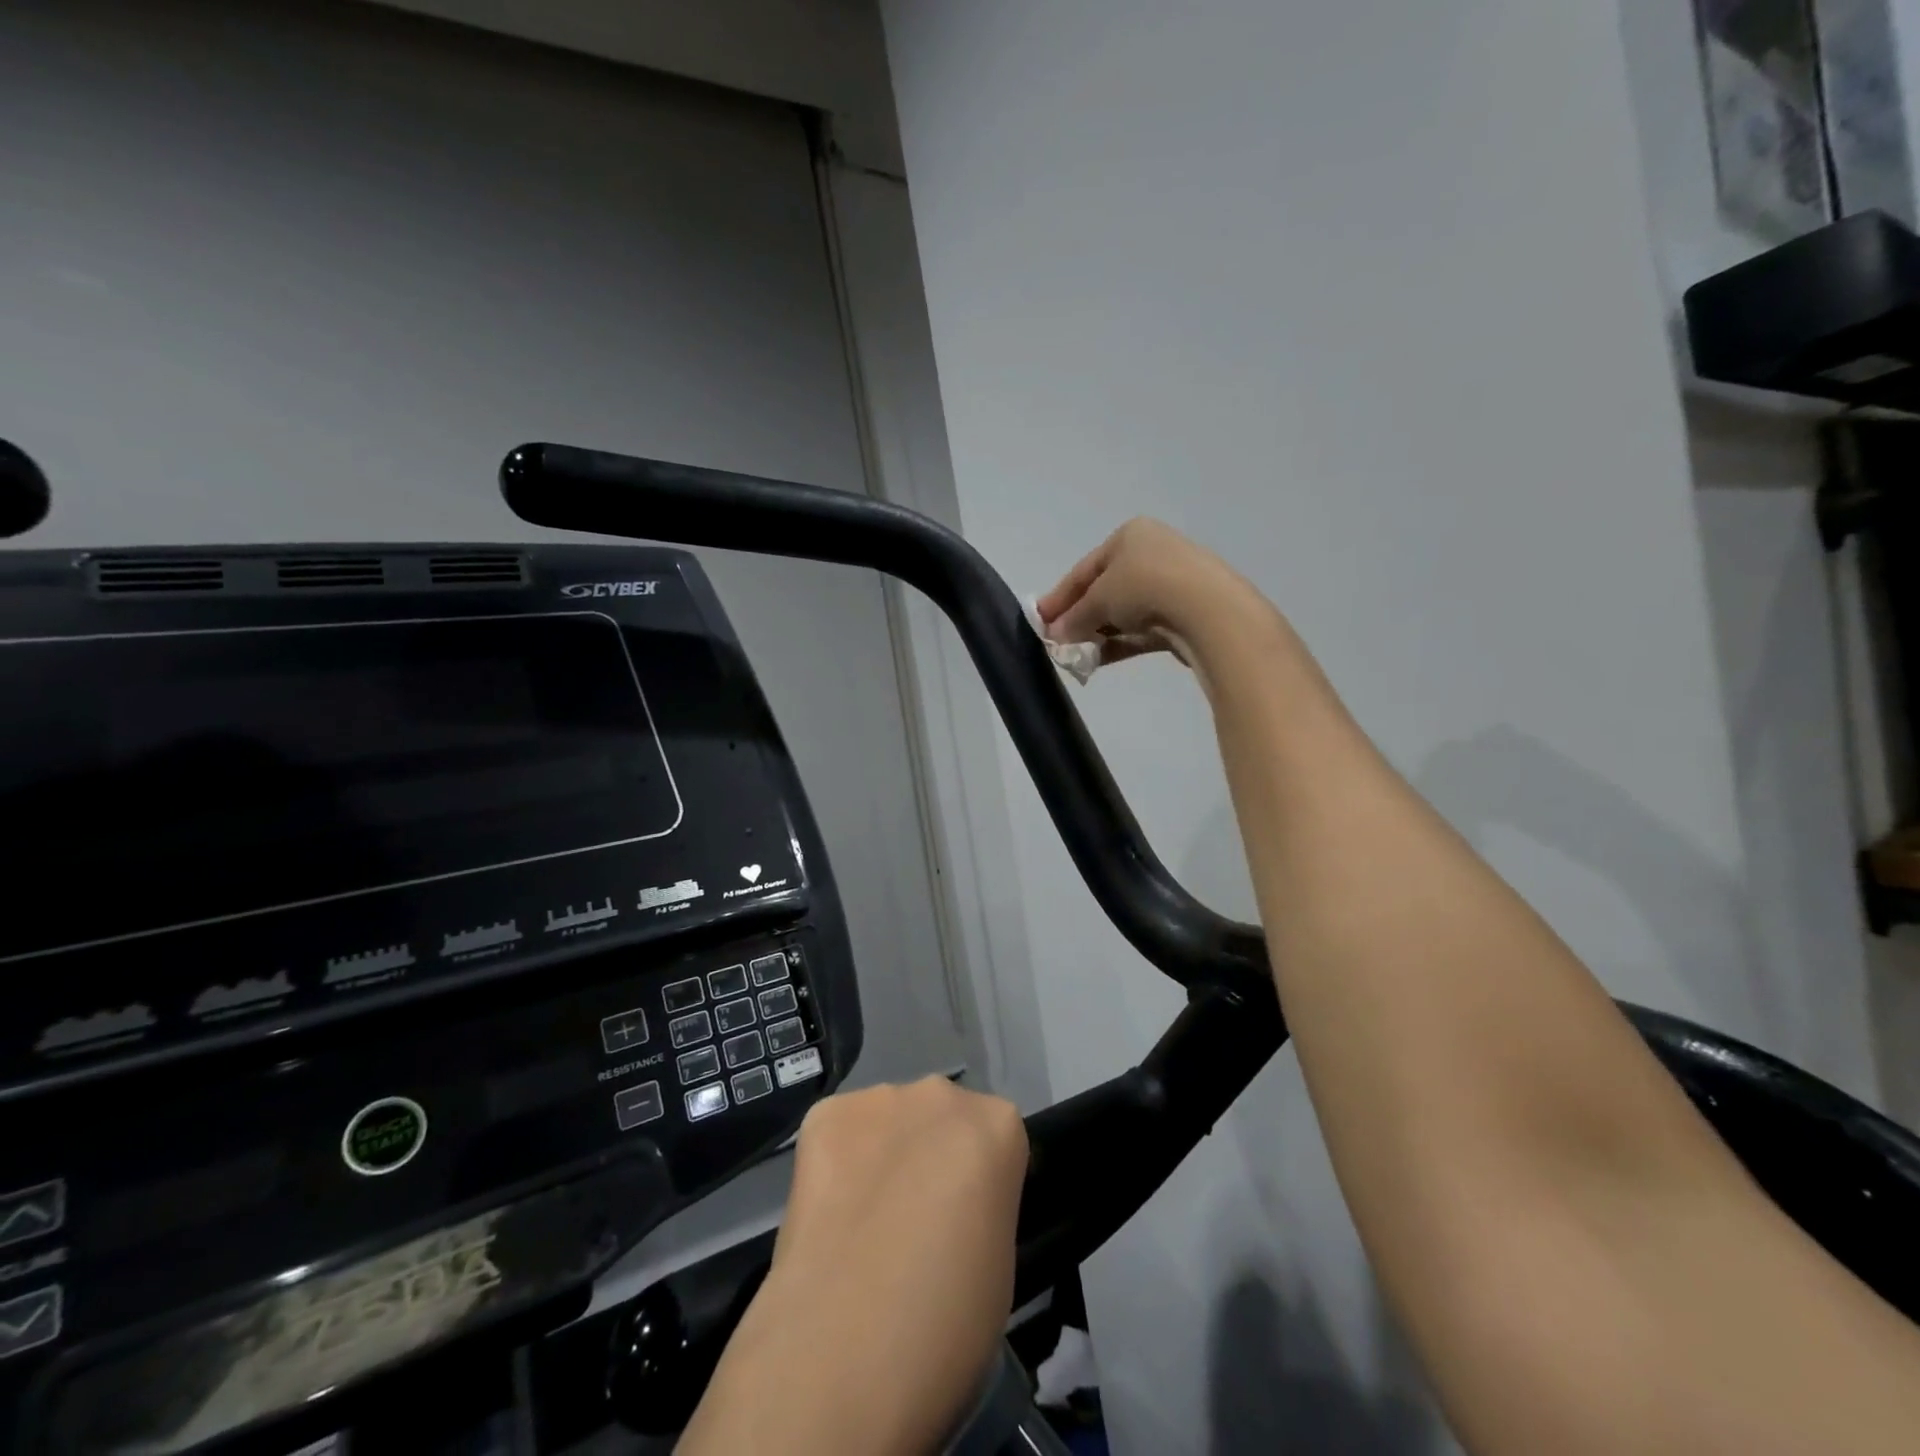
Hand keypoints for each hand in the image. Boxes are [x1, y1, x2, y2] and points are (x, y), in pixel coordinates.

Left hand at [679, 1078, 1028, 1455]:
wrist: (847, 1346)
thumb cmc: (948, 1322)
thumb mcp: (999, 1263)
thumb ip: (983, 1209)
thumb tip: (956, 1212)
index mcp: (998, 1125)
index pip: (995, 1139)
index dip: (979, 1183)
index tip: (964, 1223)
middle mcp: (941, 1094)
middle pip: (941, 1116)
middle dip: (931, 1154)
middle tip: (913, 1221)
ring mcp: (878, 1098)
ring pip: (887, 1121)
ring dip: (883, 1155)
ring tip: (862, 1223)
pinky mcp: (823, 1116)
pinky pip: (838, 1131)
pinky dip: (836, 1162)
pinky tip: (828, 1214)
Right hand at [1034, 518, 1284, 685]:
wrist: (1207, 610)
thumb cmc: (1144, 587)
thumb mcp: (1098, 599)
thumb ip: (1074, 617)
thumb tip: (1055, 635)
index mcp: (1130, 535)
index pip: (1084, 569)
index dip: (1058, 597)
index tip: (1038, 621)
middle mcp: (1152, 553)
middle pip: (1104, 589)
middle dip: (1078, 617)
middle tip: (1056, 642)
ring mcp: (1172, 584)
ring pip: (1123, 612)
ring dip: (1098, 633)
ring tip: (1075, 655)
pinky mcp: (1185, 614)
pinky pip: (1142, 629)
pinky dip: (1120, 642)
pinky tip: (1099, 659)